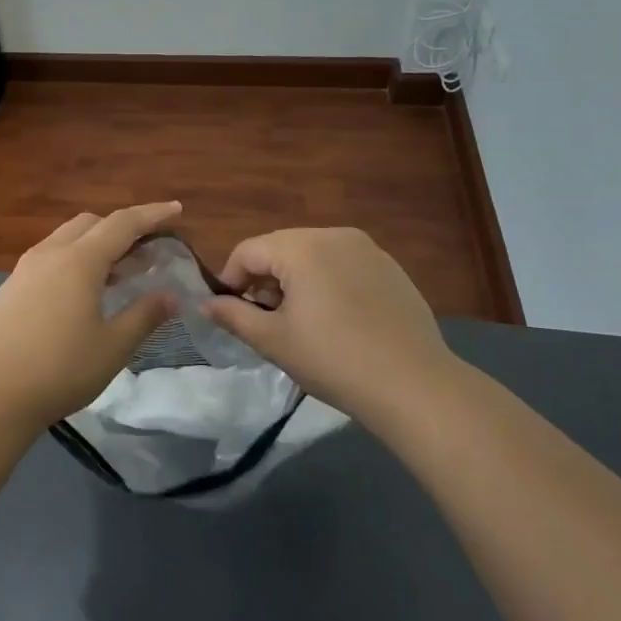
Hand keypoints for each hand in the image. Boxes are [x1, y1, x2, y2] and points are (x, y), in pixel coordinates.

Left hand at [0, 203, 182, 428]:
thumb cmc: (60, 369)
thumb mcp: (113, 347)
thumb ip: (144, 316)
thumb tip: (170, 296)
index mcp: (79, 261)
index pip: (123, 223)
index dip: (152, 214)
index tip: (176, 209)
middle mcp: (50, 254)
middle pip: (91, 224)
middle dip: (122, 229)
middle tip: (146, 252)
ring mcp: (25, 269)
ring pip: (66, 238)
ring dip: (95, 245)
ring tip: (117, 274)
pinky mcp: (10, 287)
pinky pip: (49, 257)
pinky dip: (73, 260)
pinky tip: (80, 293)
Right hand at [201, 227, 457, 416]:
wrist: (414, 385)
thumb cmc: (333, 360)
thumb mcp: (273, 340)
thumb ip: (233, 315)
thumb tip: (206, 304)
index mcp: (301, 247)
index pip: (247, 251)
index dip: (230, 280)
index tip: (230, 312)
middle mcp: (334, 235)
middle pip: (280, 248)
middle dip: (264, 279)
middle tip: (265, 321)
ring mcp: (367, 249)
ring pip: (312, 255)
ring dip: (295, 281)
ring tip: (300, 322)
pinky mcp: (390, 268)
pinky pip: (342, 265)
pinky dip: (327, 283)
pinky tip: (337, 321)